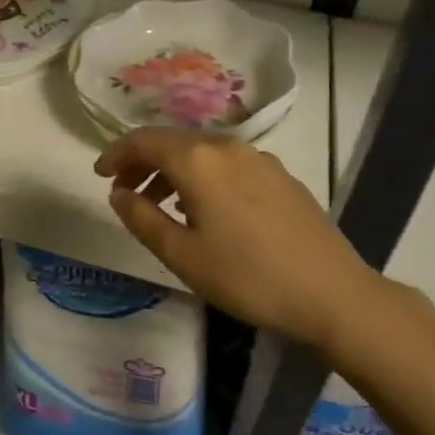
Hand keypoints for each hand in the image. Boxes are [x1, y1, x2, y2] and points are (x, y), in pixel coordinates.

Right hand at [95, 128, 386, 352]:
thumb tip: (118, 193)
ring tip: (159, 204)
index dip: (116, 154)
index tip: (100, 174)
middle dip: (142, 161)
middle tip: (123, 190)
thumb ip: (142, 218)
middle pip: (171, 141)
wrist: (334, 294)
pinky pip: (225, 162)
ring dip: (171, 170)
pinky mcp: (279, 174)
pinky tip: (204, 208)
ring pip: (200, 151)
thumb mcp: (182, 255)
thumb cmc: (248, 276)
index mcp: (197, 159)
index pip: (142, 141)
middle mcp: (225, 146)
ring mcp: (257, 157)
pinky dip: (201, 175)